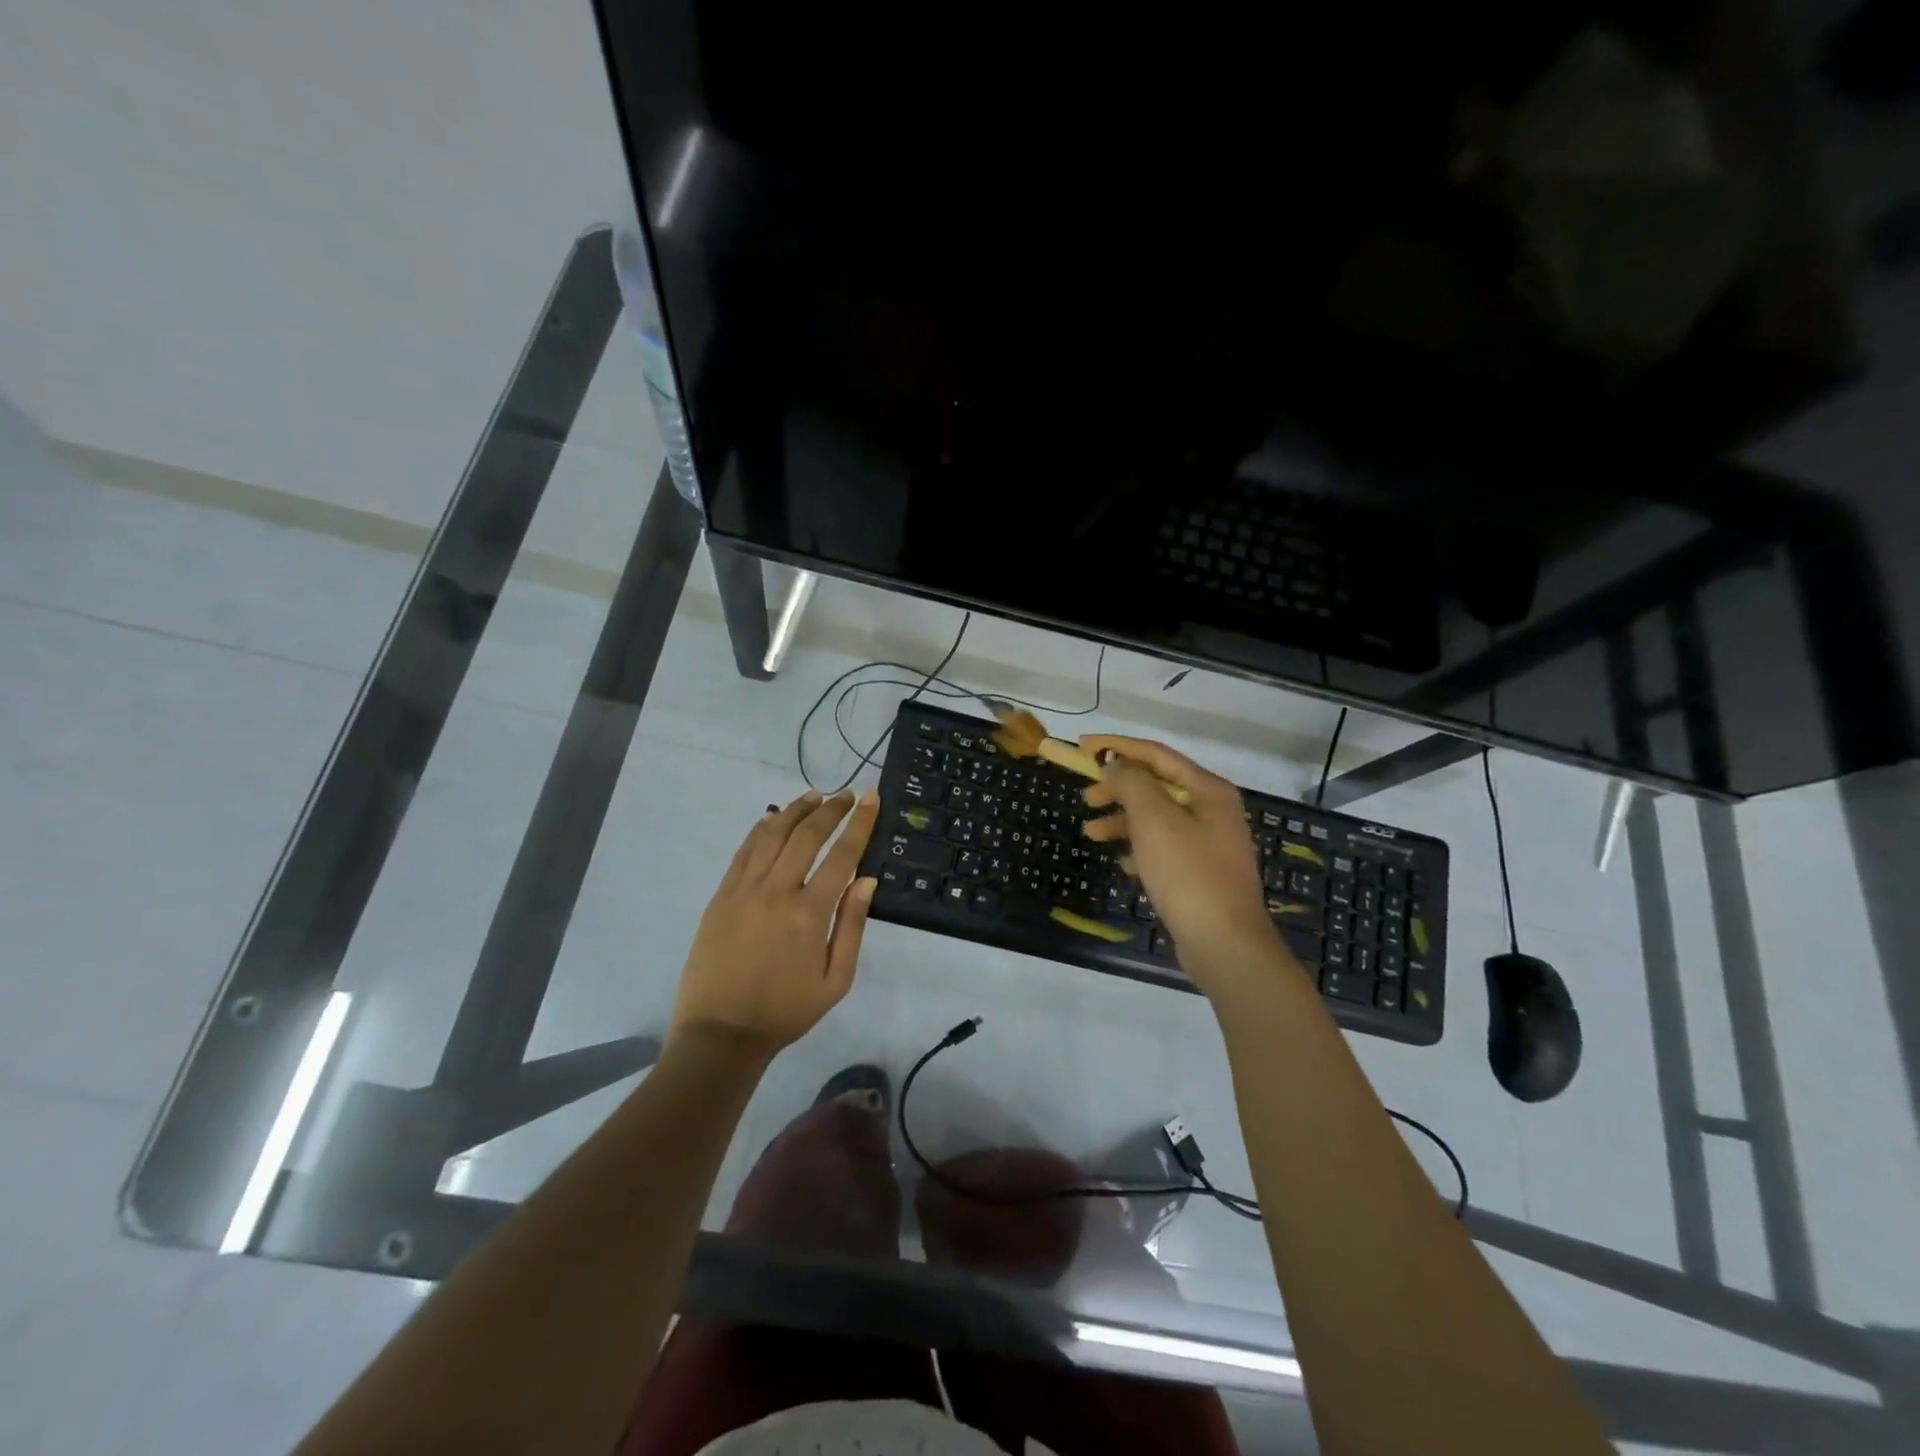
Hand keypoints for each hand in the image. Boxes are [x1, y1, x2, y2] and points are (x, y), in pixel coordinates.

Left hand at [670, 788, 880, 1058]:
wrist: (720, 1033)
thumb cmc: (785, 1011)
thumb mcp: (835, 981)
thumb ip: (851, 927)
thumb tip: (867, 880)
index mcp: (810, 913)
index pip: (842, 855)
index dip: (860, 823)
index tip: (871, 798)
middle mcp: (777, 891)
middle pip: (807, 835)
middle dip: (831, 809)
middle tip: (847, 794)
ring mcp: (744, 890)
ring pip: (772, 834)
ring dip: (796, 810)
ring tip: (814, 795)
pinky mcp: (721, 895)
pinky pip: (744, 851)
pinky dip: (761, 828)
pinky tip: (773, 817)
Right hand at [1080, 735, 1289, 998]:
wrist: (1225, 943)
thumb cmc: (1188, 873)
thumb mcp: (1154, 820)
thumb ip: (1132, 783)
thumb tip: (1117, 765)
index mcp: (1207, 789)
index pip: (1156, 754)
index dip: (1117, 746)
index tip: (1082, 746)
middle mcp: (1212, 810)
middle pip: (1156, 785)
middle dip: (1118, 788)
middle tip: (1086, 797)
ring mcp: (1209, 842)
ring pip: (1156, 818)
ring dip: (1122, 820)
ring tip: (1091, 833)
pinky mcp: (1201, 872)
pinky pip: (1163, 847)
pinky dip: (1139, 848)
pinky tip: (1123, 863)